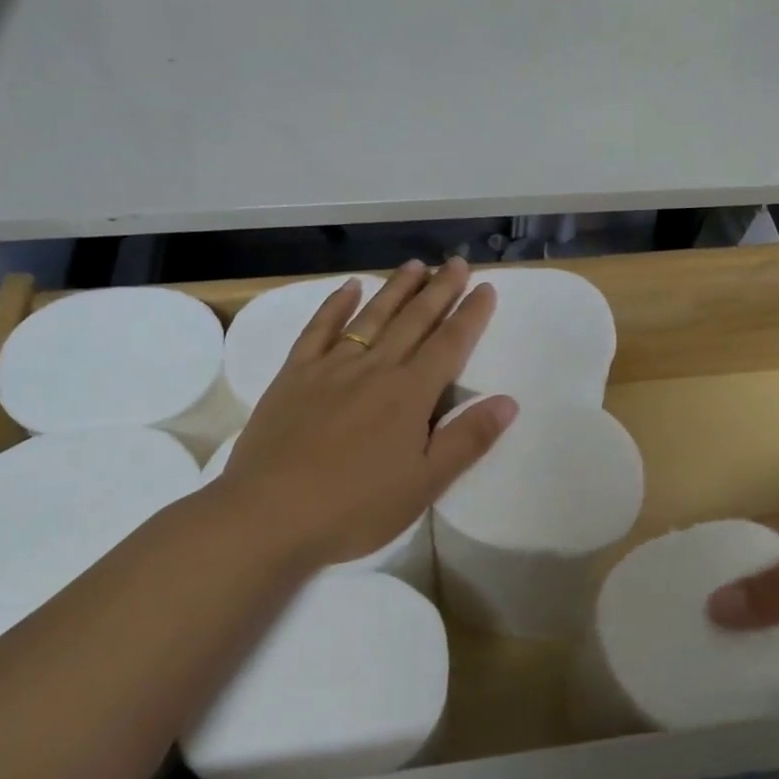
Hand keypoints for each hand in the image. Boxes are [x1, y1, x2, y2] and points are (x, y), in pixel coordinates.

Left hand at [209, 258, 516, 569]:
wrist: (269, 515)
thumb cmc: (355, 507)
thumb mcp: (424, 484)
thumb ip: (467, 439)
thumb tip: (508, 401)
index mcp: (409, 394)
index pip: (450, 344)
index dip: (471, 315)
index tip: (486, 288)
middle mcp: (375, 369)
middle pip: (414, 321)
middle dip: (439, 290)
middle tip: (457, 262)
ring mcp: (331, 368)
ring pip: (371, 317)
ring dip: (396, 288)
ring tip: (416, 264)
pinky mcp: (294, 375)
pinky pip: (318, 329)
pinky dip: (335, 305)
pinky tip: (348, 287)